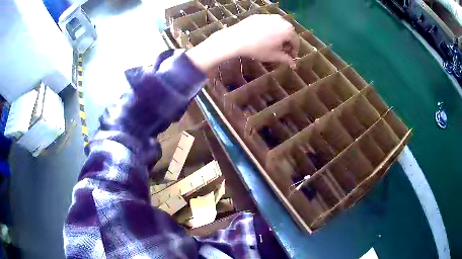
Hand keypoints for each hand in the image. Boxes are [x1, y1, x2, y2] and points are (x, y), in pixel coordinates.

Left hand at [225, 14, 299, 67]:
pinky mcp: (260, 15)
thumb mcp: (274, 56)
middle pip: (289, 32)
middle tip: (282, 50)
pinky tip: (263, 36)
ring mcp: (270, 16)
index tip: (291, 57)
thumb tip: (294, 65)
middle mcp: (281, 20)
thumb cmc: (258, 49)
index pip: (296, 41)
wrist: (237, 38)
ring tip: (273, 43)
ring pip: (279, 26)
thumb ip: (286, 59)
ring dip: (280, 35)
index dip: (295, 51)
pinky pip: (269, 23)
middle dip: (287, 42)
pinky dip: (270, 29)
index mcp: (288, 30)